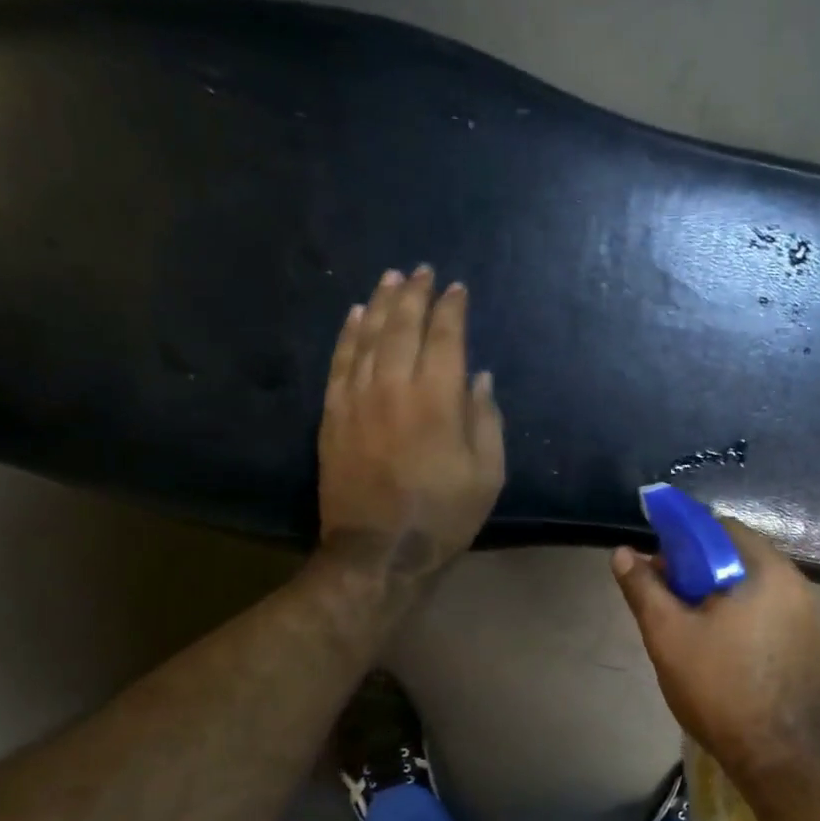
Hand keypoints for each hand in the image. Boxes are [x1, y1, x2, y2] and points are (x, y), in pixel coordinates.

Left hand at [318, 265, 504, 580]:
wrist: (378, 550)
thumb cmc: (444, 515)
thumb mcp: (487, 474)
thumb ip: (486, 420)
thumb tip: (479, 378)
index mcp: (438, 399)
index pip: (445, 337)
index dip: (452, 309)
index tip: (457, 288)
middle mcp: (394, 386)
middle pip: (402, 326)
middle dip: (414, 294)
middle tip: (421, 270)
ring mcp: (357, 398)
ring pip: (367, 336)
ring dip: (380, 303)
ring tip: (390, 278)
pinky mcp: (332, 414)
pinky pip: (339, 361)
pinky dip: (348, 333)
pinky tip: (354, 314)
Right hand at [611, 522, 819, 776]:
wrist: (792, 759)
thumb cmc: (724, 689)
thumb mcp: (669, 637)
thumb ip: (645, 590)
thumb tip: (623, 553)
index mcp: (764, 568)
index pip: (717, 527)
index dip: (680, 539)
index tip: (656, 567)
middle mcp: (794, 582)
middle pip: (736, 558)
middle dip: (697, 573)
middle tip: (668, 605)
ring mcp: (810, 616)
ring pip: (753, 589)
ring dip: (719, 598)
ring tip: (691, 634)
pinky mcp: (815, 647)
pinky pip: (771, 615)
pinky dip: (743, 620)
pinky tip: (725, 655)